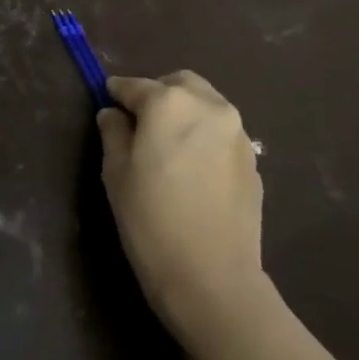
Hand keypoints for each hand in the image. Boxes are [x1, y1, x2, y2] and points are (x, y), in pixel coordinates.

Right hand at [96, 71, 265, 332]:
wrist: (211, 274)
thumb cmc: (150, 218)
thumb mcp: (116, 172)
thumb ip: (113, 132)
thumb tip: (114, 114)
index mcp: (170, 103)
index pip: (135, 85)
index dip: (116, 92)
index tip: (106, 101)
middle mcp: (209, 107)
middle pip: (179, 84)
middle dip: (157, 94)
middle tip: (138, 123)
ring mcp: (237, 133)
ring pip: (206, 106)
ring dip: (184, 113)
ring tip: (166, 146)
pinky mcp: (252, 160)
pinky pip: (221, 134)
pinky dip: (203, 137)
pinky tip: (191, 169)